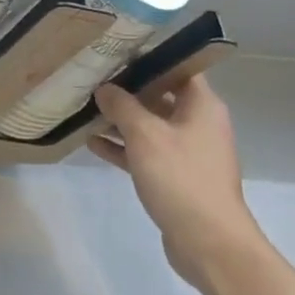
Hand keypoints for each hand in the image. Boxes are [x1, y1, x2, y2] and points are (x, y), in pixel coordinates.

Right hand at [89, 75, 264, 293]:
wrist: (209, 242)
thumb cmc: (181, 178)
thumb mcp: (146, 135)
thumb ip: (122, 106)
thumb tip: (105, 88)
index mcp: (201, 106)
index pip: (178, 68)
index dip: (149, 58)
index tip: (117, 51)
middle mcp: (197, 124)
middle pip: (160, 96)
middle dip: (127, 90)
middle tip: (93, 78)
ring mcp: (187, 152)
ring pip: (149, 126)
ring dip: (120, 120)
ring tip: (85, 109)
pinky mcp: (175, 177)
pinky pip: (145, 153)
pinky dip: (123, 148)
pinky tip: (92, 143)